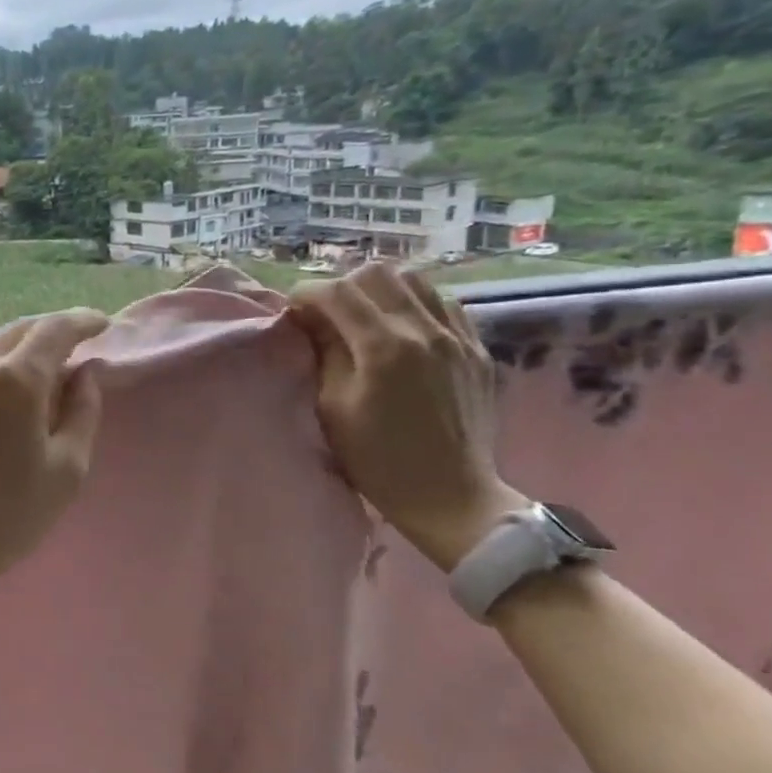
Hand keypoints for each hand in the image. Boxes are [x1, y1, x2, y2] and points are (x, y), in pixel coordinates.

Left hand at [0, 306, 109, 634]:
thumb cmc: (7, 518)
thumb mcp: (67, 470)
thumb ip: (83, 410)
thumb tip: (85, 370)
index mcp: (16, 380)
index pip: (56, 330)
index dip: (83, 321)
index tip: (101, 324)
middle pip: (20, 332)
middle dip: (50, 336)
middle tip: (71, 352)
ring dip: (12, 346)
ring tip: (29, 360)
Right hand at [287, 263, 527, 572]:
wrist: (452, 498)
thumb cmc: (378, 461)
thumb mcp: (333, 408)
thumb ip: (324, 353)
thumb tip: (312, 320)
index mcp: (384, 347)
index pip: (337, 292)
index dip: (305, 294)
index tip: (292, 311)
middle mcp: (426, 331)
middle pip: (378, 274)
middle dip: (343, 286)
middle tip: (327, 312)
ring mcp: (459, 338)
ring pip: (416, 281)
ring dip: (381, 291)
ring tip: (365, 317)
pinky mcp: (478, 351)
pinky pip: (446, 305)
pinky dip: (417, 306)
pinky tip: (404, 330)